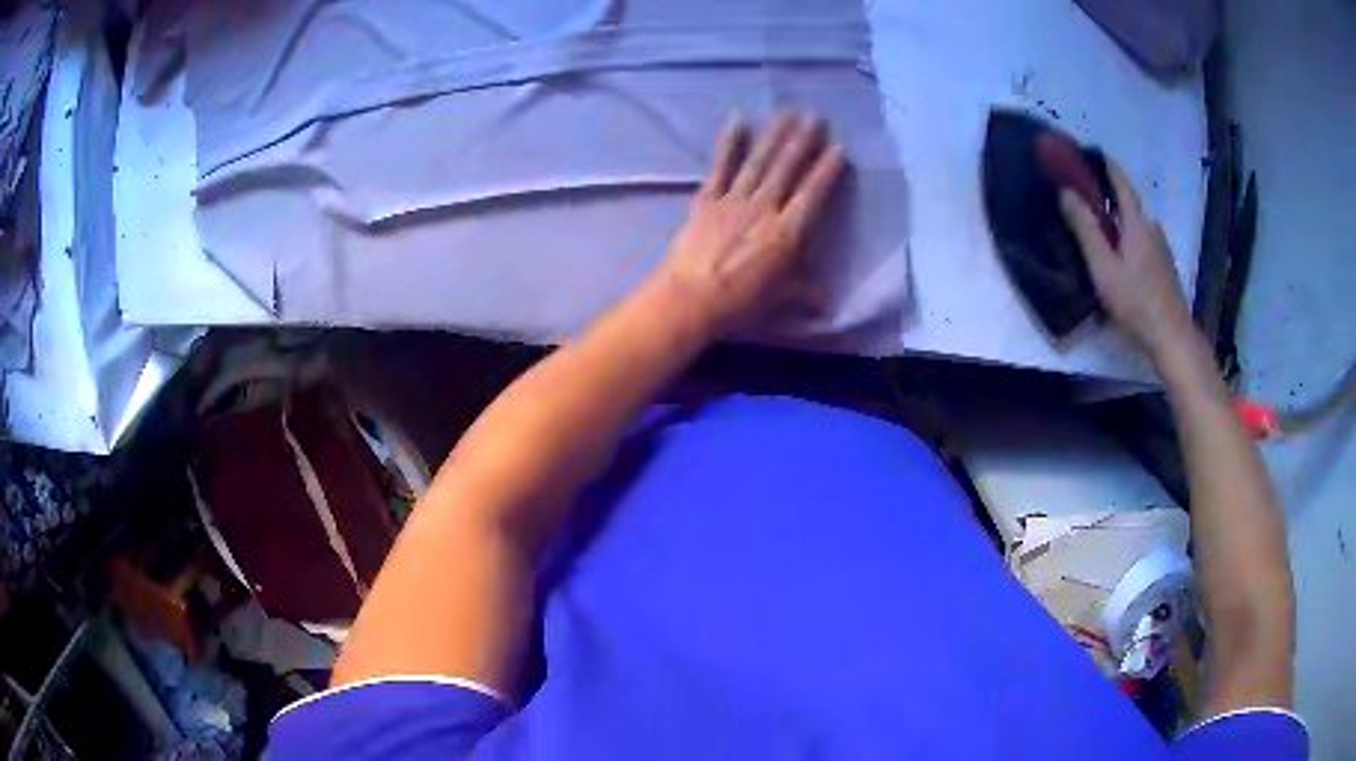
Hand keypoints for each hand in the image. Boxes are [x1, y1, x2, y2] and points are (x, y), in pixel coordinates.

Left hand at [652, 111, 846, 336]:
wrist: (691, 299)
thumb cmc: (740, 303)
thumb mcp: (781, 300)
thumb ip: (805, 294)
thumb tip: (827, 302)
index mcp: (788, 233)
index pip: (813, 194)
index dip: (827, 170)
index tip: (839, 147)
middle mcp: (764, 208)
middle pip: (787, 169)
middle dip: (804, 140)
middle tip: (815, 115)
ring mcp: (734, 200)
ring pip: (759, 161)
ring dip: (775, 134)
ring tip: (787, 111)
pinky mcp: (707, 200)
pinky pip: (720, 166)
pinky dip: (728, 143)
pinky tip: (737, 120)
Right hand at [1059, 161, 1195, 361]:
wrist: (1172, 340)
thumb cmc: (1136, 302)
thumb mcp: (1103, 267)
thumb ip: (1085, 228)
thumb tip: (1065, 191)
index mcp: (1136, 221)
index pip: (1119, 180)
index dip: (1103, 164)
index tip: (1086, 153)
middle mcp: (1151, 228)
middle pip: (1126, 204)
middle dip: (1106, 199)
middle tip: (1082, 200)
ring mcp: (1161, 249)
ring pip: (1134, 227)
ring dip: (1116, 225)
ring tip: (1096, 235)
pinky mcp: (1163, 269)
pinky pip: (1141, 244)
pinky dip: (1126, 242)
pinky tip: (1117, 262)